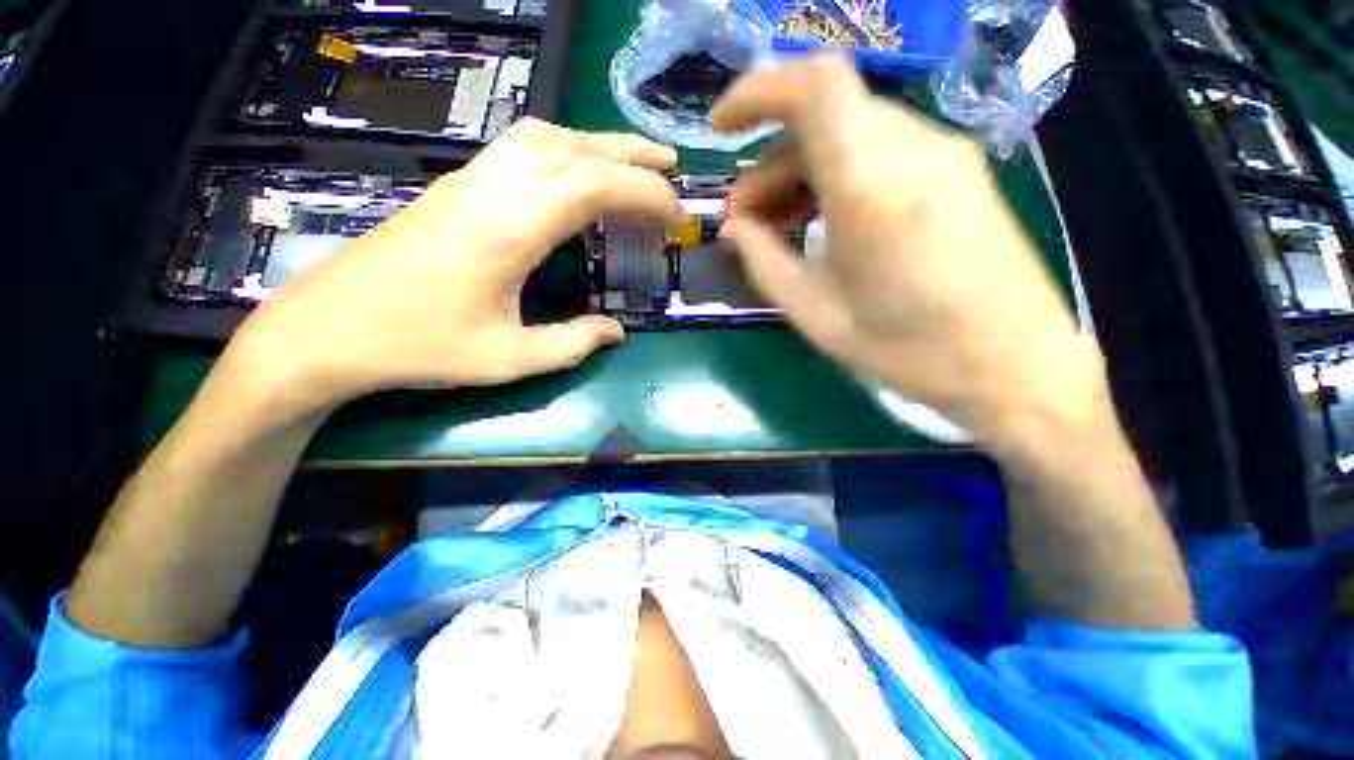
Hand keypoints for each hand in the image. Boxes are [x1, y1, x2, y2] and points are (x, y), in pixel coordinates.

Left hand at [228, 119, 680, 417]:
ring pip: (545, 136)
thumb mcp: (508, 359)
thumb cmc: (420, 348)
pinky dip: (563, 149)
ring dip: (596, 144)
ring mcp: (469, 180)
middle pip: (573, 147)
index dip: (643, 193)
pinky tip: (576, 172)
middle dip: (631, 153)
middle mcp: (492, 190)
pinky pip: (520, 147)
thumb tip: (616, 332)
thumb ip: (572, 344)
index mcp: (509, 230)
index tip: (673, 214)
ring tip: (631, 164)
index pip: (593, 185)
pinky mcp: (456, 185)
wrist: (329, 329)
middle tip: (669, 167)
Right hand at [712, 56, 1100, 451]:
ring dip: (801, 169)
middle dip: (769, 161)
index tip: (722, 128)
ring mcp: (945, 155)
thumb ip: (764, 262)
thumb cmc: (909, 351)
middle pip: (824, 117)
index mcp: (873, 188)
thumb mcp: (817, 314)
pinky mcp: (959, 171)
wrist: (1017, 366)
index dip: (757, 91)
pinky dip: (837, 173)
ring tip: (779, 225)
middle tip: (746, 219)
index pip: (813, 87)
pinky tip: (824, 220)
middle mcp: (914, 151)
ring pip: (851, 132)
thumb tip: (732, 229)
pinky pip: (881, 150)